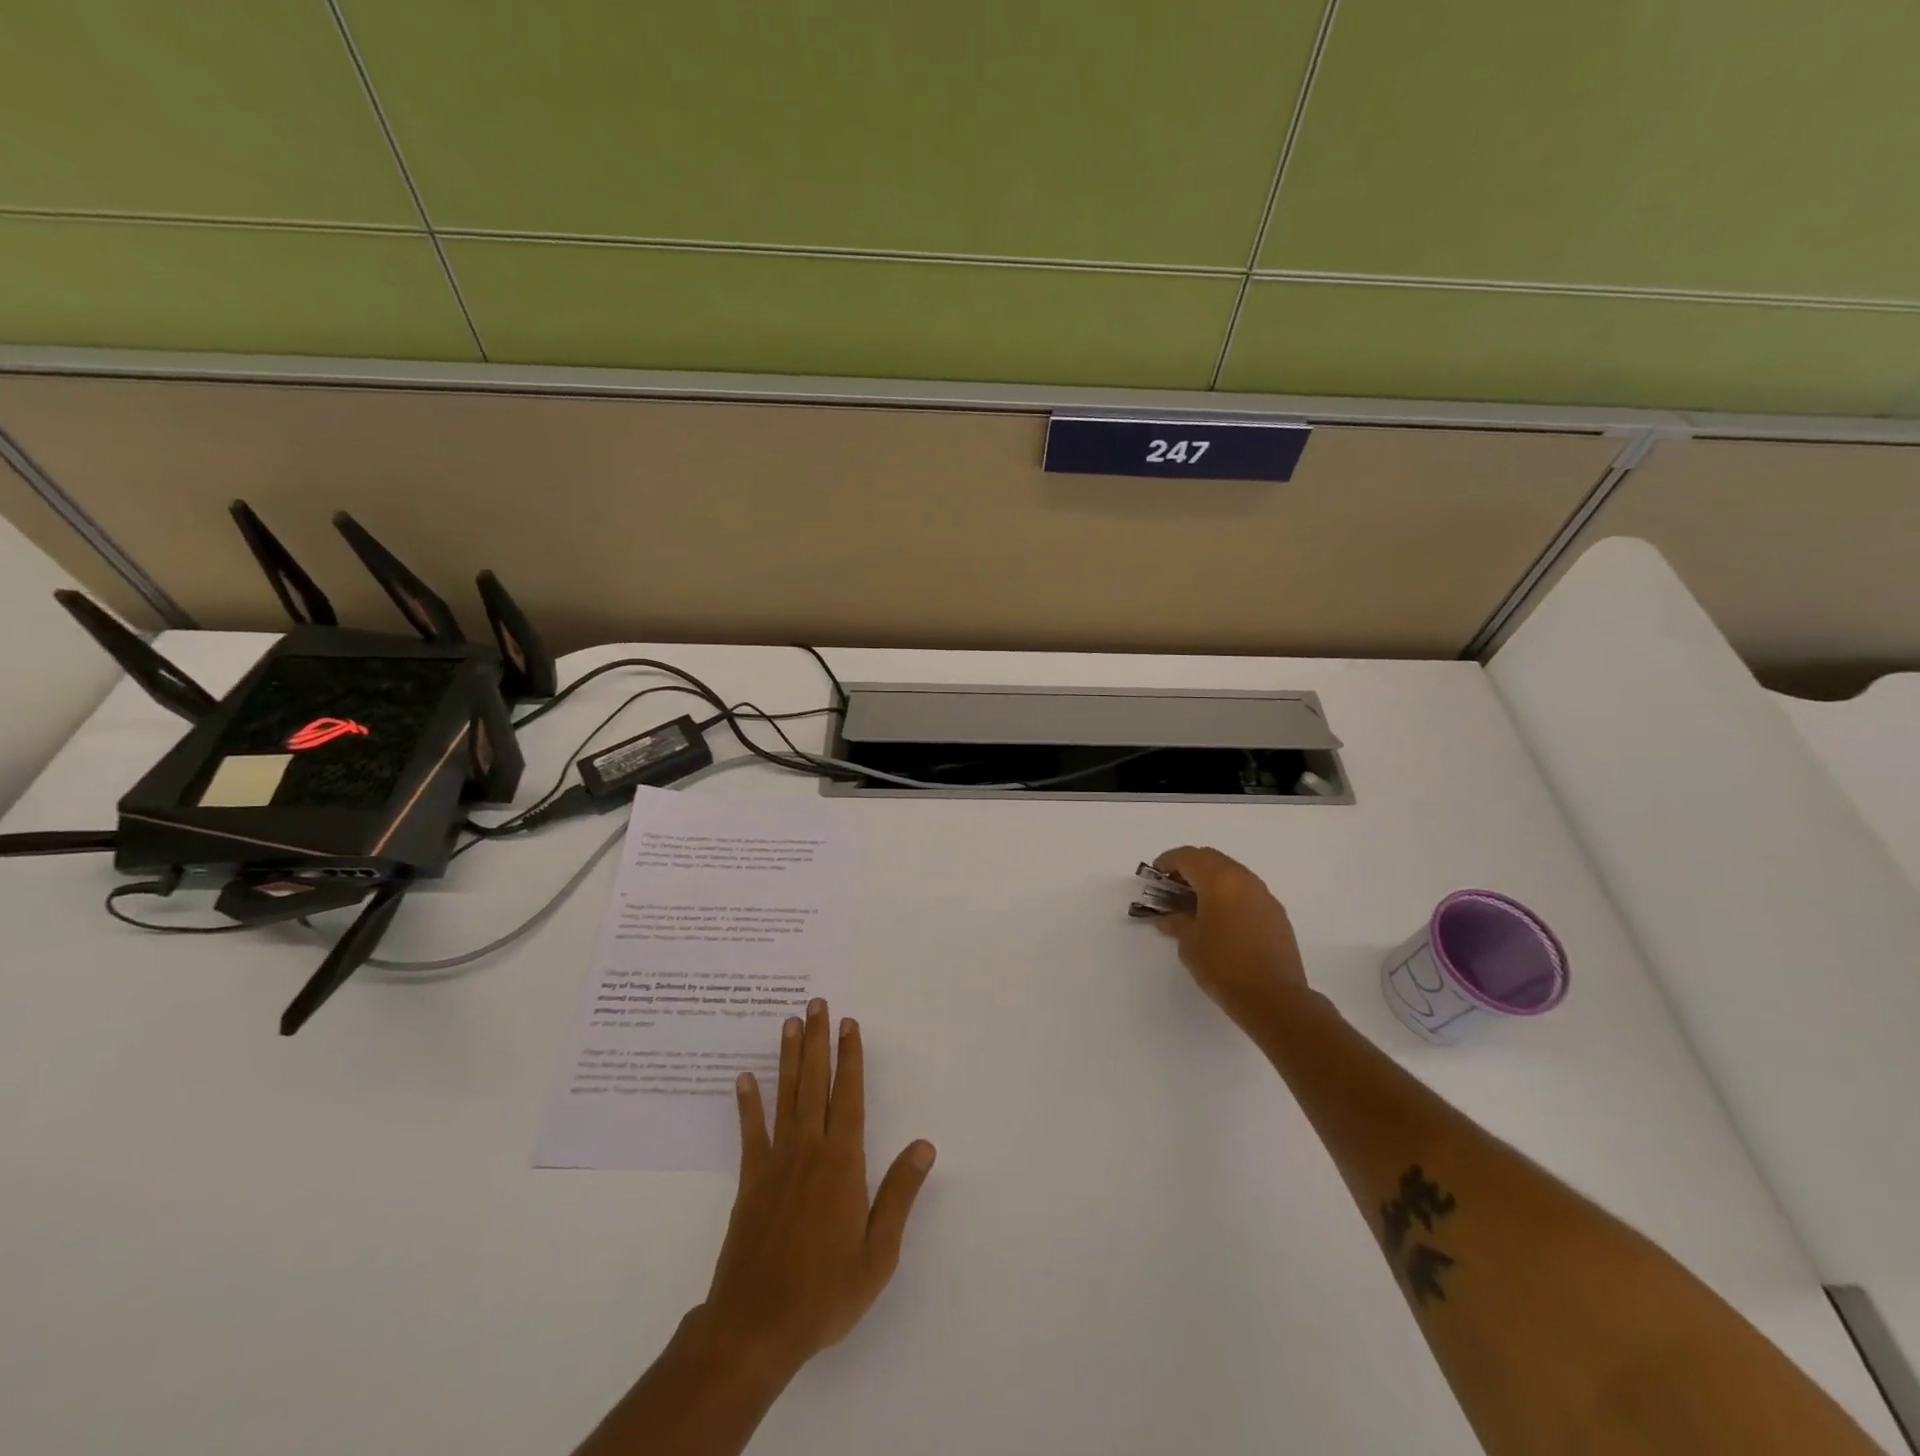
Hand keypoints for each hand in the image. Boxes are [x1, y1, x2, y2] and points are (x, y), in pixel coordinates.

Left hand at [699, 998, 935, 1381]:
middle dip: (818, 1041)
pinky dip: (748, 1104)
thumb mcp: (878, 1253)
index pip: (849, 1097)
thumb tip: (924, 1146)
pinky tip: (744, 1078)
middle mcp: (809, 1150)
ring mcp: (776, 1163)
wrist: (756, 1327)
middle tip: (816, 1005)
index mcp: (843, 1163)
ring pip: (785, 1096)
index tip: (850, 1024)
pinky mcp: (750, 1181)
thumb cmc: (826, 1292)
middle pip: (815, 1084)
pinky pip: (751, 1132)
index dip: (851, 1058)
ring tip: (789, 1023)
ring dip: (789, 1058)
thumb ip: (899, 1194)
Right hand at [1151, 846, 1310, 1026]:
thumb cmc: (1223, 966)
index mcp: (1218, 880)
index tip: (1155, 875)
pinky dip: (1229, 895)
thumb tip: (1168, 916)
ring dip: (1211, 881)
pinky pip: (1247, 892)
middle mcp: (1244, 879)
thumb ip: (1176, 922)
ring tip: (1195, 903)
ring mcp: (1264, 895)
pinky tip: (1221, 919)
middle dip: (1189, 867)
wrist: (1274, 998)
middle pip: (1211, 859)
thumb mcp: (1188, 943)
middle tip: (1172, 887)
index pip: (1188, 857)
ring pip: (1232, 873)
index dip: (1167, 862)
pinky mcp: (1276, 914)